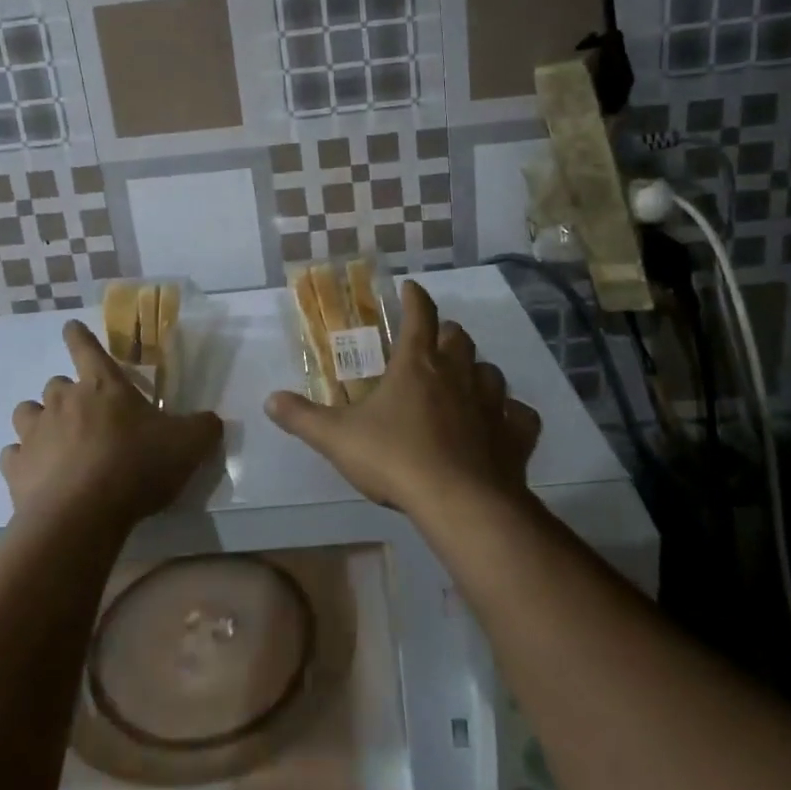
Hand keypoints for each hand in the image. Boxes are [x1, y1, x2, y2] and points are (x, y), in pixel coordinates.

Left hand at [1, 320, 222, 529]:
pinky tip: (36, 475)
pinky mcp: (15, 467)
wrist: (83, 515)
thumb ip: (203, 427)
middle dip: (67, 394)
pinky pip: (13, 454)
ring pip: (27, 412)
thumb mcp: (187, 445)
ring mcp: (35, 432)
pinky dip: (23, 460)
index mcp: (103, 386)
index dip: (79, 336)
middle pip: (56, 384)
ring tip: (54, 441)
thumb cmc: (137, 466)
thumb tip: (211, 421)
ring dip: (39, 421)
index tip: (70, 327)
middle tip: (85, 416)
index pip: (86, 347)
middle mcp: (63, 400)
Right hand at [264, 280, 540, 520]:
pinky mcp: (514, 436)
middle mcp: (457, 375)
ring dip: (478, 371)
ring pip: (492, 372)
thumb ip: (302, 417)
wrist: (459, 502)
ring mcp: (491, 404)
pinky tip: (504, 423)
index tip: (410, 287)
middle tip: (434, 340)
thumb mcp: (337, 438)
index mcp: (417, 365)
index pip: (420, 315)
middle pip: (459, 338)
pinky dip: (512, 415)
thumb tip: (269, 400)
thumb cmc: (395, 458)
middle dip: (447, 333)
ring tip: (466, 380)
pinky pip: (520, 416)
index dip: (415, 297)